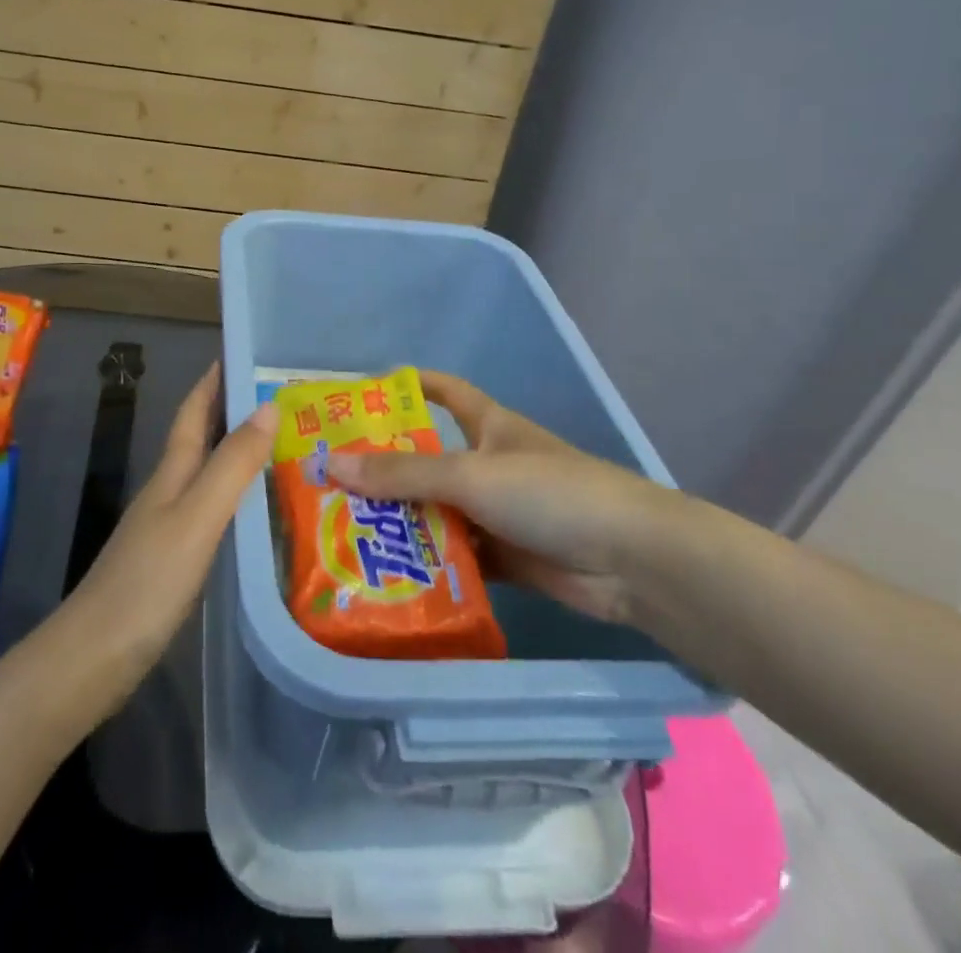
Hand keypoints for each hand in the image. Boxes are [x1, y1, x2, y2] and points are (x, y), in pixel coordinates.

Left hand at [63, 363, 275, 687]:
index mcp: (172, 472)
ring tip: (285, 447)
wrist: (95, 657)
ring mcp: (168, 526)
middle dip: (234, 412)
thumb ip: (232, 465)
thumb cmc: (147, 581)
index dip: (214, 380)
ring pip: (208, 474)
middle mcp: (169, 490)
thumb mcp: (197, 517)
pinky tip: (259, 511)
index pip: (194, 410)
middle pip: (201, 438)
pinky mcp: (173, 560)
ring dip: (239, 453)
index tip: (244, 353)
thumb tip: (267, 407)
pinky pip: (212, 511)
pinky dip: (236, 497)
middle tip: (284, 400)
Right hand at [326, 370, 687, 624]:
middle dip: (387, 469)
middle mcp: (489, 464)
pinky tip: (390, 575)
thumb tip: (330, 464)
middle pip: (429, 459)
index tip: (361, 394)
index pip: (444, 391)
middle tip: (331, 482)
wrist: (630, 561)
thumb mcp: (470, 474)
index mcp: (488, 426)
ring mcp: (499, 513)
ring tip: (347, 534)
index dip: (408, 385)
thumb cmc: (549, 492)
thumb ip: (403, 474)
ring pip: (439, 511)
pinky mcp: (507, 558)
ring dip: (403, 523)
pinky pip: (457, 556)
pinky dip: (429, 564)